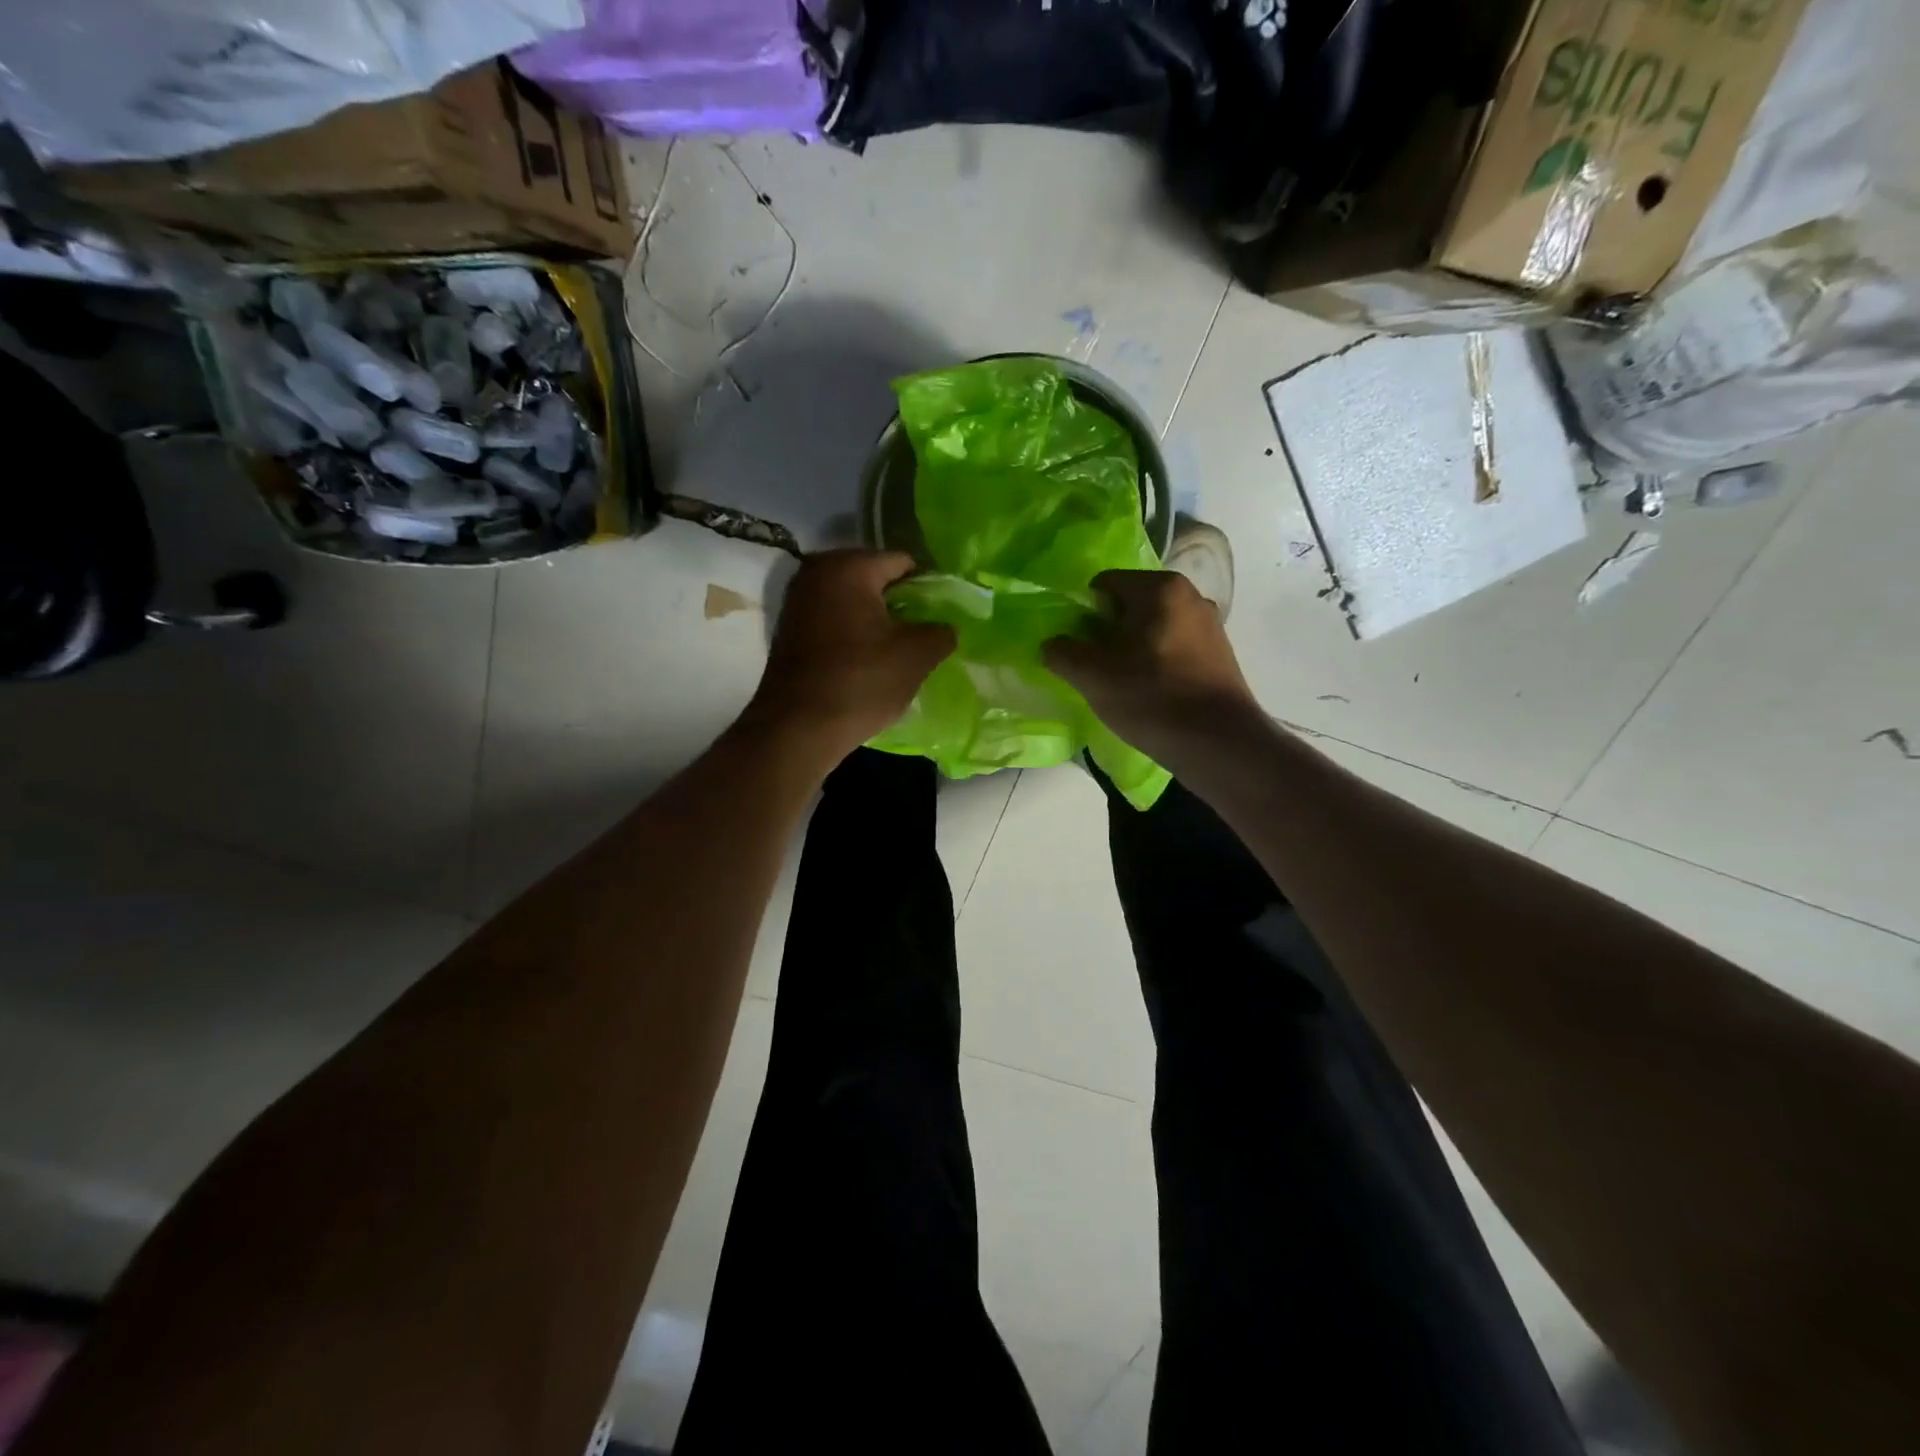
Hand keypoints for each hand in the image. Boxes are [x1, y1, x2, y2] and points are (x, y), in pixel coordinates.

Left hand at [740, 550, 954, 766]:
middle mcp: (816, 572)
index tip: (942, 614)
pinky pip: (833, 620)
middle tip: (922, 632)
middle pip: (875, 578)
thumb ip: (941, 632)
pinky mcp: (789, 629)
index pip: (903, 561)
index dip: (928, 586)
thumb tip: (945, 628)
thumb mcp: (916, 656)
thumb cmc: (861, 682)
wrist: (798, 728)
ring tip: (898, 649)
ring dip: (876, 619)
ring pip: (853, 601)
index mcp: (849, 566)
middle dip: (900, 602)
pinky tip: (868, 659)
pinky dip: (852, 633)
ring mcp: (797, 600)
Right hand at [1043, 569, 1259, 763]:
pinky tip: (1151, 694)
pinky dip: (1156, 664)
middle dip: (1107, 633)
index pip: (1104, 584)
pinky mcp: (1220, 655)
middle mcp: (1191, 595)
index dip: (1083, 614)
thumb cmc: (1153, 699)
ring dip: (1131, 651)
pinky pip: (1173, 648)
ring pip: (1152, 629)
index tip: (1078, 648)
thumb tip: (1052, 644)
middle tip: (1096, 669)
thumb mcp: (1093, 677)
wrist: (1220, 744)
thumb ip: (1062, 653)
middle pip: (1129, 606)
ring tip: (1122, 685)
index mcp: (1161, 588)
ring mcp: (1210, 625)